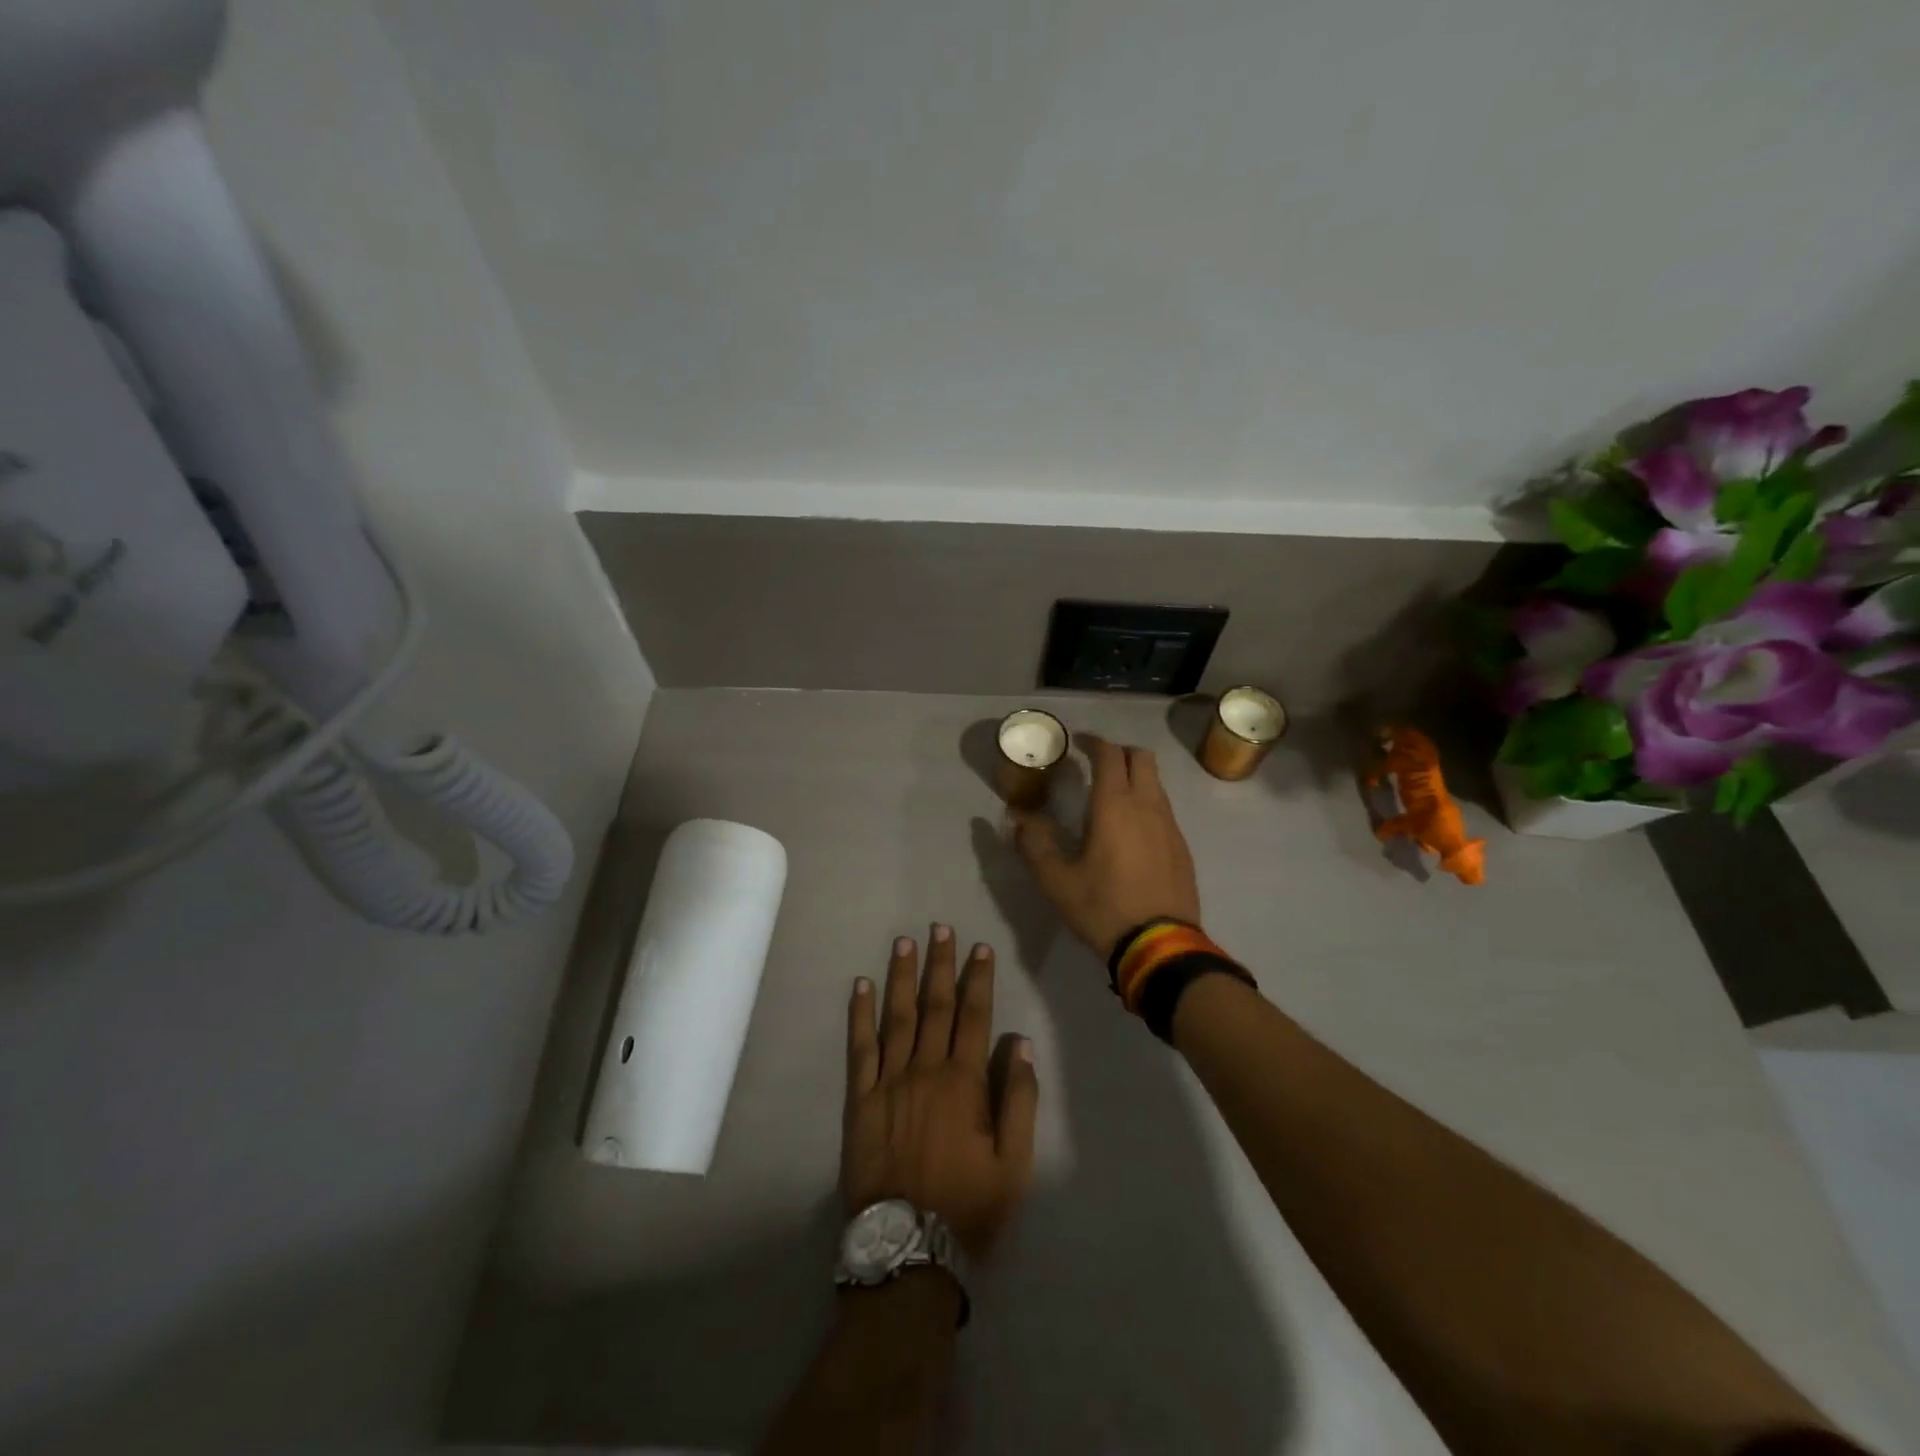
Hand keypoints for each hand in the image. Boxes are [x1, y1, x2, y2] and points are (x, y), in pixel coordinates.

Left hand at [842, 927, 1038, 1258]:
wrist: (907, 1248)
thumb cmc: (967, 1206)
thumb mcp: (1014, 1163)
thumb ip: (1020, 1100)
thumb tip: (1020, 1044)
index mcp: (964, 1082)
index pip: (974, 1016)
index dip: (978, 979)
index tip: (980, 948)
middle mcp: (925, 1070)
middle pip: (935, 1006)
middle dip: (940, 964)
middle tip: (940, 928)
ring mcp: (889, 1082)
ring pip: (896, 1017)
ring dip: (901, 976)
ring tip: (904, 942)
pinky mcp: (860, 1100)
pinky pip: (859, 1048)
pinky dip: (860, 1015)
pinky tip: (861, 986)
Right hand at [1011, 734, 1201, 958]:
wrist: (1160, 946)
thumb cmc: (1103, 908)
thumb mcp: (1056, 881)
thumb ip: (1034, 845)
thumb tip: (1017, 820)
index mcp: (1115, 805)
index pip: (1109, 755)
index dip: (1093, 742)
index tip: (1078, 742)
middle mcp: (1147, 806)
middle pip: (1141, 757)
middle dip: (1119, 752)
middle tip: (1096, 763)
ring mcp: (1170, 826)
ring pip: (1156, 783)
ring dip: (1135, 777)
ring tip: (1112, 796)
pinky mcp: (1182, 847)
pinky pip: (1164, 809)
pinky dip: (1147, 803)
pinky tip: (1132, 831)